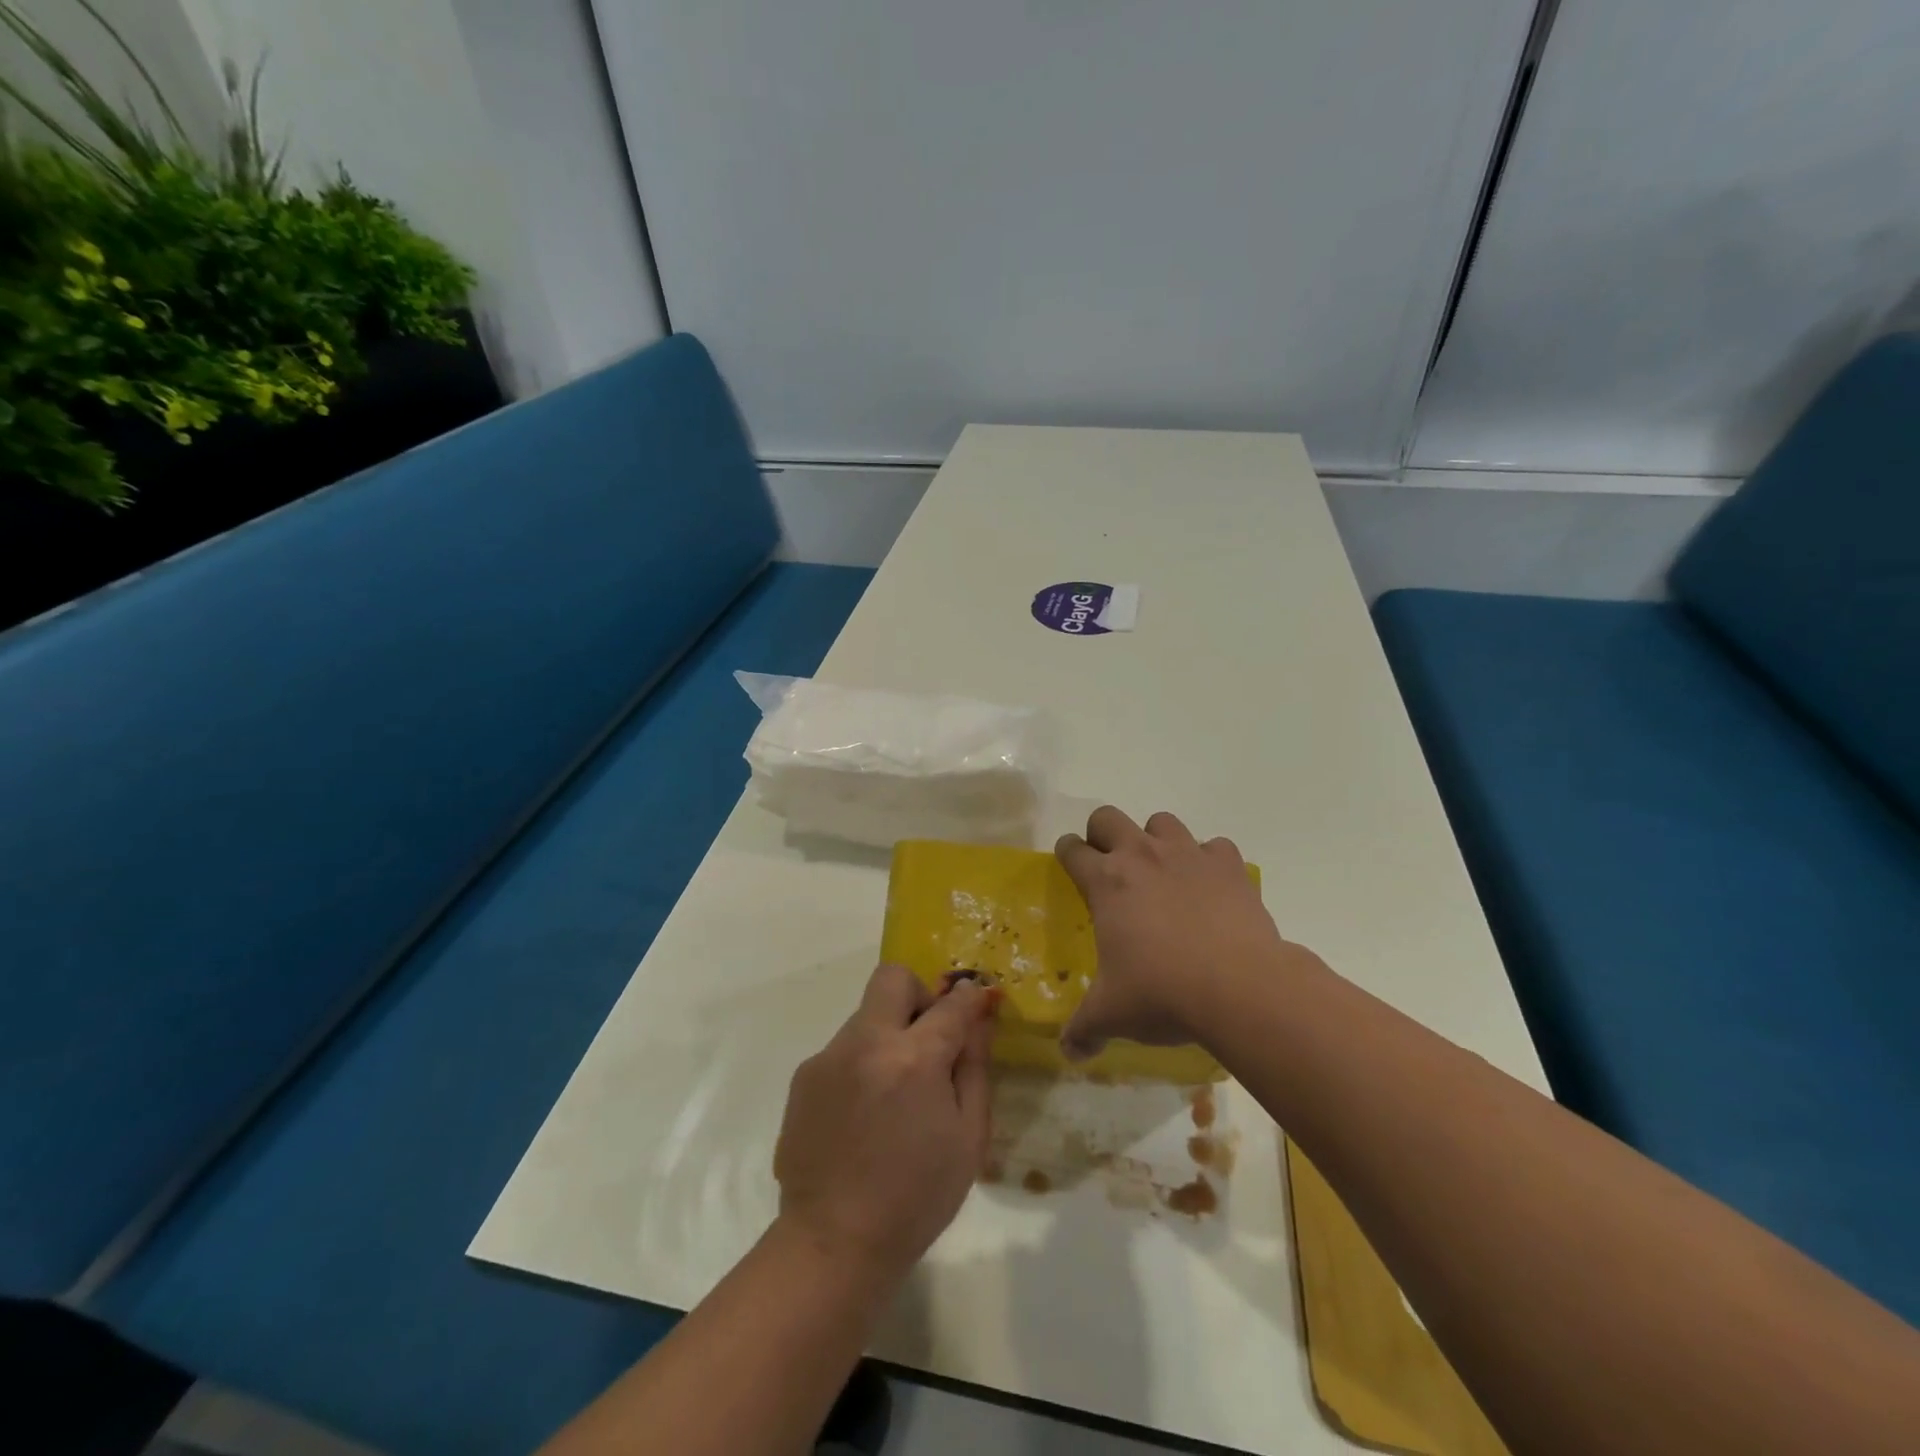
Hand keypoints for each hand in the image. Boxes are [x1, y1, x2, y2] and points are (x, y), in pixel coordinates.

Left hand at [774, 965, 995, 1285]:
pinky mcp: (804, 1076)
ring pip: (866, 1015)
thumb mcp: (968, 1138)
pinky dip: (862, 1063)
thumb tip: (979, 1020)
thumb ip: (975, 1068)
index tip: (979, 1001)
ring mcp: (829, 1057)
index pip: (951, 1003)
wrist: (834, 1242)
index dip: (971, 997)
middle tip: (928, 1038)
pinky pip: (843, 1049)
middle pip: (893, 978)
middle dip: (919, 995)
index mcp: (913, 1059)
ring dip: (888, 1035)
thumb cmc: (916, 1197)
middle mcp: (866, 1043)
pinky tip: (863, 1114)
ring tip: (893, 1093)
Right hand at [1055, 806, 1296, 1061]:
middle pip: (1108, 817)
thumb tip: (1068, 1053)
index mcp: (1106, 881)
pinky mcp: (1228, 866)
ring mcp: (1188, 855)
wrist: (1239, 988)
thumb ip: (1084, 1029)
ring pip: (1162, 821)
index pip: (1071, 849)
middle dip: (1103, 834)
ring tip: (1162, 872)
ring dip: (1156, 840)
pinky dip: (1209, 860)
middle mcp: (1142, 855)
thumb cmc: (1162, 993)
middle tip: (1110, 864)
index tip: (1070, 865)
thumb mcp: (1112, 1014)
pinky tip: (1210, 887)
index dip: (1067, 854)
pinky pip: (1214, 846)